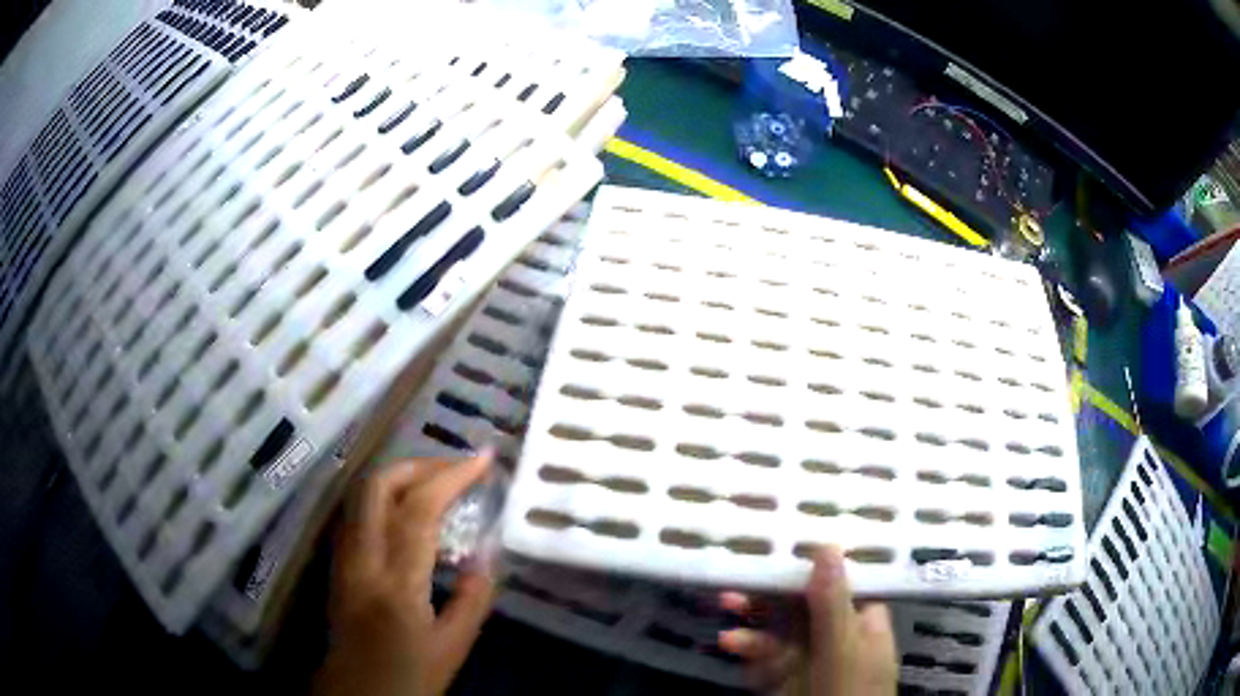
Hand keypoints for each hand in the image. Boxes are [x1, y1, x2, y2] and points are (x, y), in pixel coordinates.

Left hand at [315, 453, 496, 695]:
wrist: (357, 693)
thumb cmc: (409, 677)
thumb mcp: (453, 647)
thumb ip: (473, 599)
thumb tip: (485, 555)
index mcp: (397, 584)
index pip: (419, 511)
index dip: (452, 476)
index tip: (484, 459)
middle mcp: (362, 560)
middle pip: (377, 486)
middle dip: (419, 465)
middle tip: (456, 468)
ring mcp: (343, 558)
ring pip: (362, 495)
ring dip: (401, 477)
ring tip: (438, 484)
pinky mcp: (337, 563)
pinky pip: (359, 513)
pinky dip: (387, 498)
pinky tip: (409, 513)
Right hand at [718, 545, 896, 695]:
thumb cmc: (849, 689)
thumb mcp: (843, 646)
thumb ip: (832, 602)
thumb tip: (827, 544)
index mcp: (862, 619)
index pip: (840, 578)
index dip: (815, 558)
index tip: (785, 536)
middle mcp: (834, 632)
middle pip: (801, 600)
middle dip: (770, 588)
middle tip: (739, 575)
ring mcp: (806, 655)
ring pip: (776, 626)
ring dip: (751, 617)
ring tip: (726, 609)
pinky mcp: (781, 675)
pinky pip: (761, 653)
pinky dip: (745, 646)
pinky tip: (729, 642)